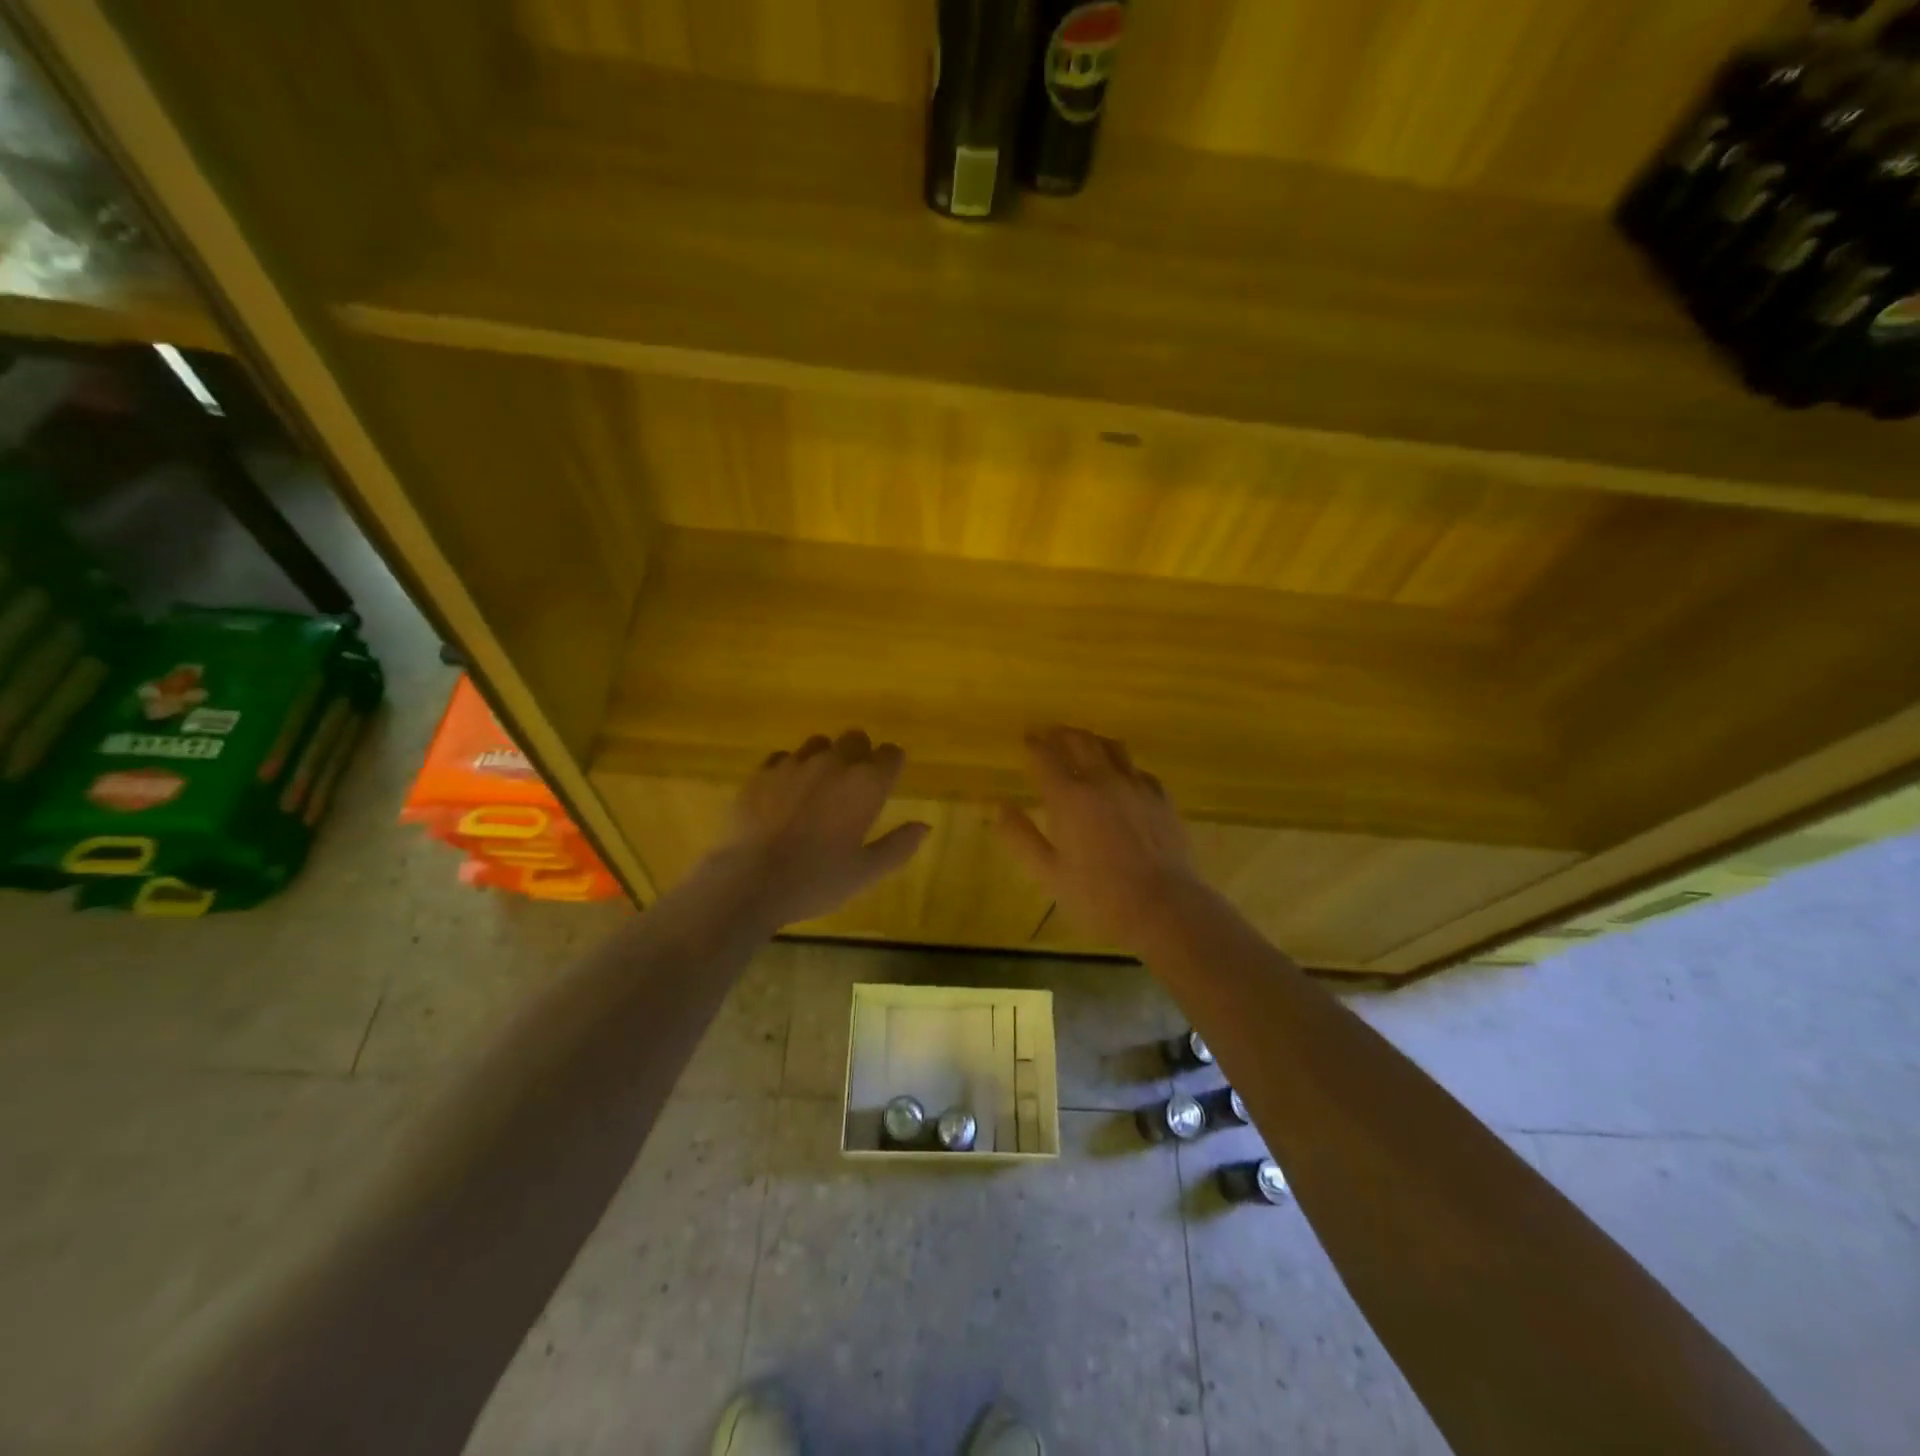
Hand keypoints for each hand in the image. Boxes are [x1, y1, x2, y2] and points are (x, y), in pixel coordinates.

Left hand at [702, 730, 929, 930]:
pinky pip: (784, 757)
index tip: (887, 783)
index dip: (892, 766)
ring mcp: (795, 763)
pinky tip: (785, 795)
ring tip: (818, 789)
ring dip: (826, 758)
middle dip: (861, 755)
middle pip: (856, 738)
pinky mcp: (762, 771)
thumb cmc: (815, 880)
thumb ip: (899, 846)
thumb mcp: (866, 873)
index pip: (892, 754)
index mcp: (866, 784)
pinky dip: (791, 769)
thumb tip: (924, 826)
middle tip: (854, 788)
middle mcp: (834, 763)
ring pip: (819, 743)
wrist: (749, 881)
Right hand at [995, 726, 1205, 953]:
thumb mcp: (1048, 872)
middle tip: (1052, 733)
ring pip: (1112, 747)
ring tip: (1084, 742)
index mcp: (1069, 797)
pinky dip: (1122, 764)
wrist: (1162, 906)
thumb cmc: (1098, 895)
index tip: (1027, 737)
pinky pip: (1137, 768)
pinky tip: (1122, 774)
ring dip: (1093, 740)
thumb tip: (995, 806)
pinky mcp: (1161, 797)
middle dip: (1062, 734)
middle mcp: (1102, 780)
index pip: (1045, 756)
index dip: (1034, 743)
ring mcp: (1135, 785)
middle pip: (1079, 742)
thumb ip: (1019, 836)